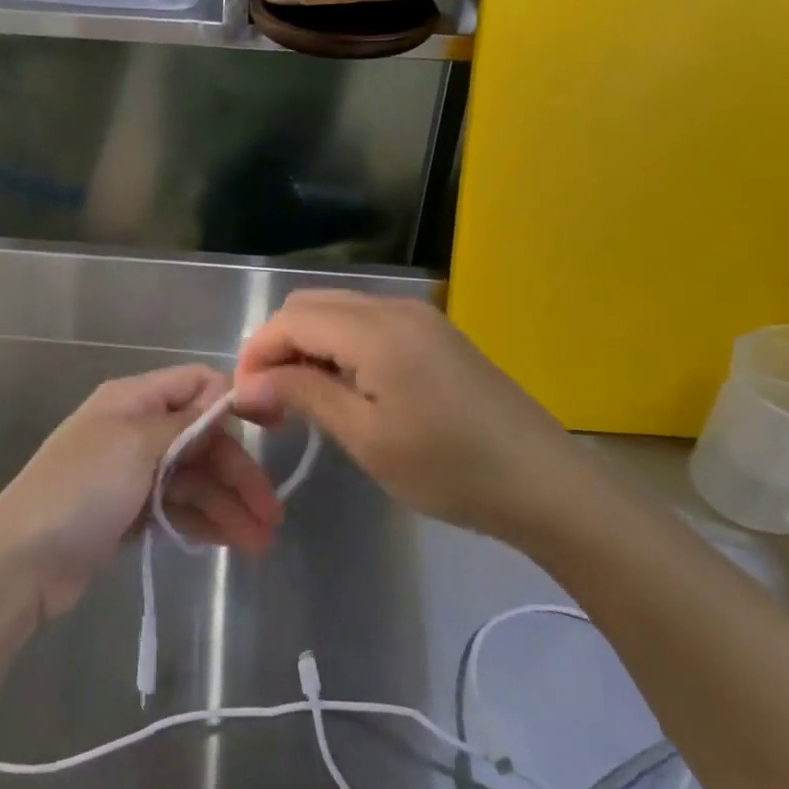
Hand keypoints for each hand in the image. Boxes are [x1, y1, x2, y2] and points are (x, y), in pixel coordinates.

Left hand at [0, 366, 283, 620]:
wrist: (21, 562)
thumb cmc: (81, 489)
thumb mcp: (136, 444)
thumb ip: (186, 420)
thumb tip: (226, 389)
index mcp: (133, 400)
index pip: (196, 384)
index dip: (234, 402)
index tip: (273, 431)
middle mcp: (136, 430)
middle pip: (202, 440)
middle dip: (238, 473)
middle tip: (272, 514)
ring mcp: (133, 474)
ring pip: (194, 480)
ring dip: (228, 506)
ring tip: (261, 542)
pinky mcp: (130, 513)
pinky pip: (178, 508)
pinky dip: (204, 521)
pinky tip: (232, 542)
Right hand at [232, 292, 578, 540]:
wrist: (543, 482)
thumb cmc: (449, 468)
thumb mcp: (367, 437)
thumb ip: (303, 396)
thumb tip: (246, 384)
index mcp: (375, 330)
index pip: (291, 319)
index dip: (257, 354)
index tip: (245, 402)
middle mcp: (395, 307)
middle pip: (311, 305)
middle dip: (278, 346)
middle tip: (272, 404)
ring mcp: (419, 317)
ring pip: (338, 311)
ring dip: (308, 346)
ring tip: (303, 402)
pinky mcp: (434, 333)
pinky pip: (368, 324)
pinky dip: (340, 347)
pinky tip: (346, 390)